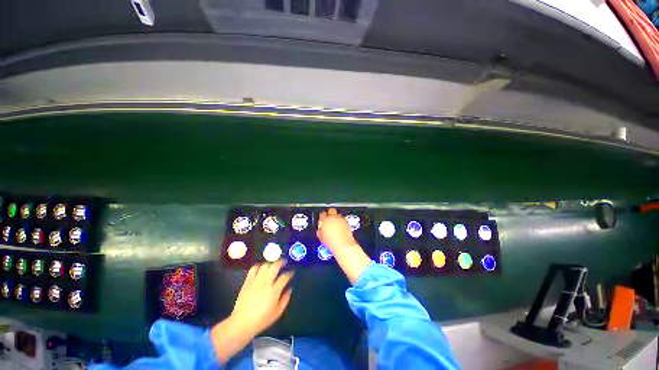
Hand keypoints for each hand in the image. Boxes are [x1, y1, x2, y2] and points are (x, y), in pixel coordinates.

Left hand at [211, 261, 292, 363]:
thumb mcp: (278, 312)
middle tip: (284, 262)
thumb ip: (285, 298)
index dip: (290, 273)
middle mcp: (265, 283)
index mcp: (274, 291)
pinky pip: (254, 268)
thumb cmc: (262, 319)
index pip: (284, 276)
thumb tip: (289, 288)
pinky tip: (262, 268)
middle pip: (275, 266)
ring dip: (271, 263)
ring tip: (274, 265)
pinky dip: (259, 265)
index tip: (291, 272)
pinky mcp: (247, 281)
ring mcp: (256, 281)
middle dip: (281, 262)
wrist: (242, 323)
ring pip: (265, 265)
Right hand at [317, 208, 357, 253]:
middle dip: (330, 213)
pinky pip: (343, 219)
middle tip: (329, 218)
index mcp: (325, 220)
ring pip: (338, 214)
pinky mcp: (346, 222)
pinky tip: (341, 227)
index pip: (322, 214)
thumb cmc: (331, 242)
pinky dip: (341, 221)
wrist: (343, 245)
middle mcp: (333, 217)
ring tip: (335, 224)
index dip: (322, 216)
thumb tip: (320, 230)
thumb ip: (320, 231)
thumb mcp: (321, 238)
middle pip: (331, 210)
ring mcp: (340, 219)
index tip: (322, 219)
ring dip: (336, 217)